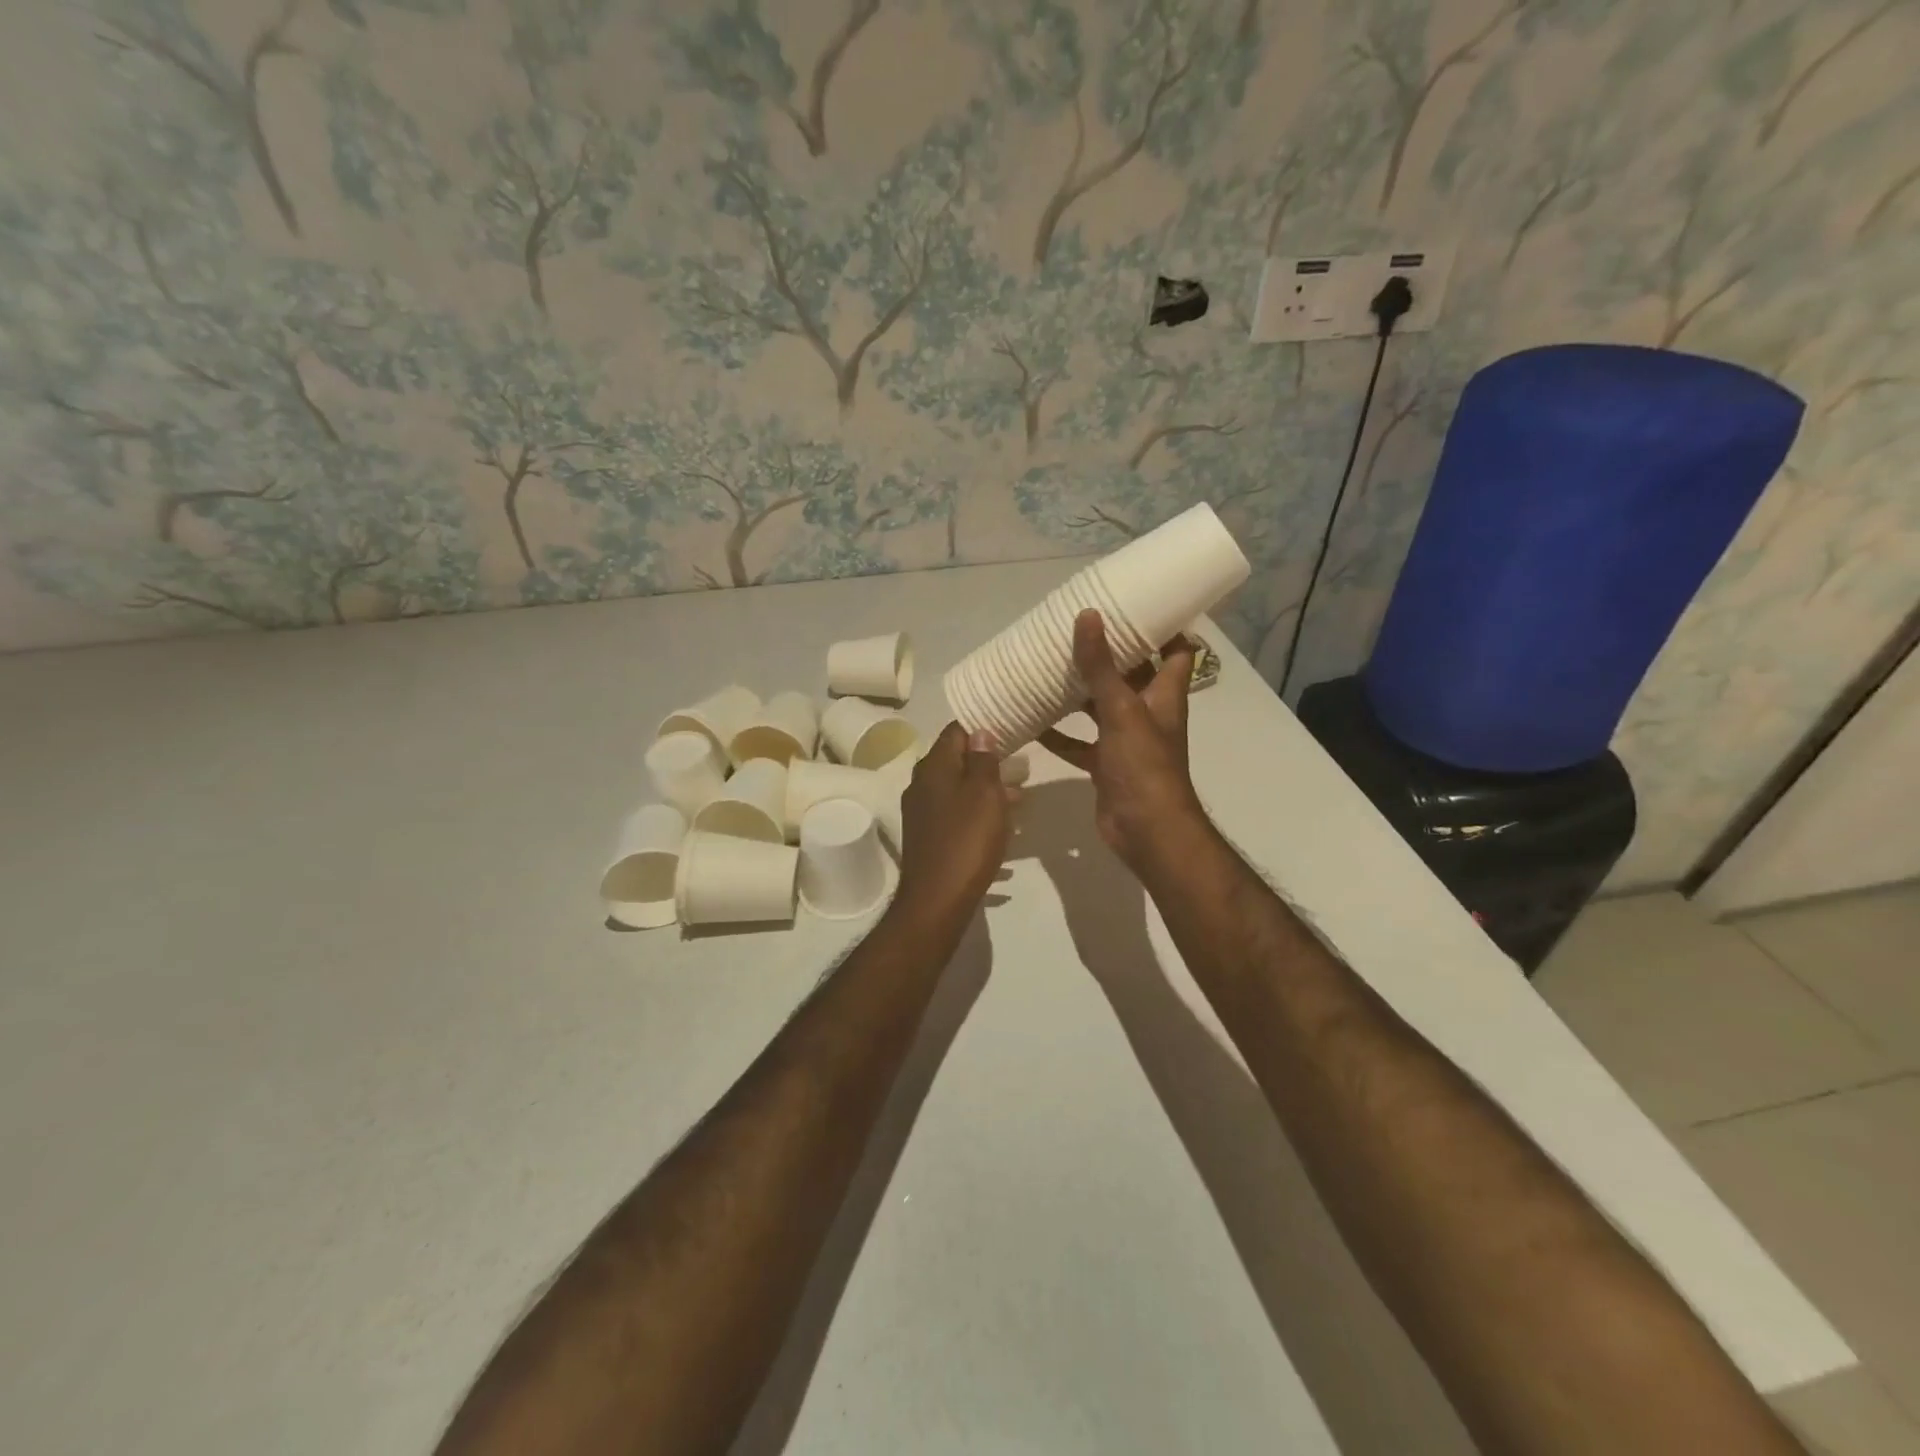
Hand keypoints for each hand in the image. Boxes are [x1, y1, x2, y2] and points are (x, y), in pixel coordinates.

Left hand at [893, 723, 1016, 927]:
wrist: (937, 899)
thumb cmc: (966, 840)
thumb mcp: (984, 793)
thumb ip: (983, 760)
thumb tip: (980, 732)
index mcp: (933, 767)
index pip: (956, 730)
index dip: (983, 727)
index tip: (1011, 729)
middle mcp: (922, 783)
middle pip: (958, 760)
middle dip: (989, 761)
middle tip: (1022, 766)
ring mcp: (922, 811)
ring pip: (958, 788)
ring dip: (987, 789)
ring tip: (1020, 798)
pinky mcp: (928, 835)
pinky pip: (956, 812)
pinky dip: (977, 812)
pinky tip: (1001, 826)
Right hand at [1038, 610, 1208, 874]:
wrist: (1146, 831)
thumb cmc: (1144, 765)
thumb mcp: (1121, 709)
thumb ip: (1101, 666)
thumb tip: (1088, 615)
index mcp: (1164, 695)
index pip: (1177, 651)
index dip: (1165, 627)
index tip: (1139, 602)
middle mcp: (1147, 713)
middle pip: (1132, 675)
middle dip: (1110, 654)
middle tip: (1079, 628)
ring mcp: (1126, 741)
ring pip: (1101, 708)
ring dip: (1080, 691)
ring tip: (1050, 664)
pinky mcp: (1105, 764)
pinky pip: (1079, 743)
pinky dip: (1059, 733)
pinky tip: (1032, 719)